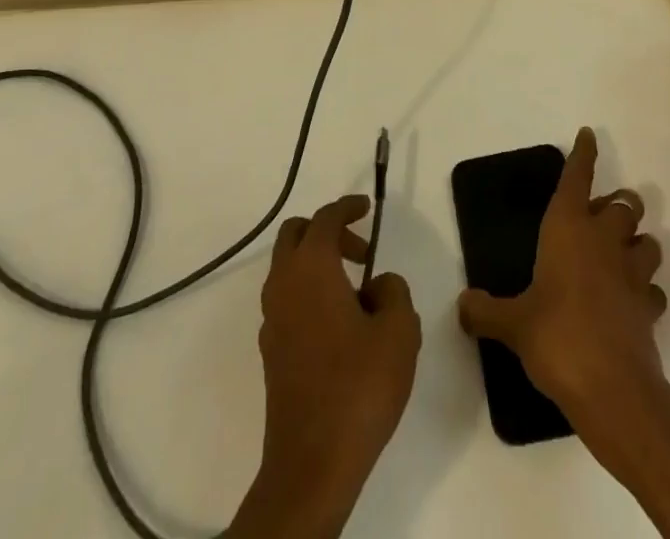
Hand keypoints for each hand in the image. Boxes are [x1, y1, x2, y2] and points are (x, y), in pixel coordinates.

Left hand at [228, 195, 420, 538]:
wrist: (312, 462)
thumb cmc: (358, 386)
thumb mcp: (398, 331)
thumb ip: (393, 292)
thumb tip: (377, 284)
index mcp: (312, 267)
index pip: (326, 218)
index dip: (347, 207)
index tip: (367, 207)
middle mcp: (284, 283)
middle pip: (296, 234)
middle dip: (327, 232)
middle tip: (360, 252)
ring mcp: (272, 317)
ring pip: (288, 267)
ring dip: (318, 263)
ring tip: (357, 292)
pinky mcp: (270, 349)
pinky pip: (287, 298)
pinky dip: (309, 292)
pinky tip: (338, 324)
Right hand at [459, 130, 669, 537]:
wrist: (613, 390)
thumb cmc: (557, 337)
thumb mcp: (512, 324)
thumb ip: (485, 311)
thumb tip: (463, 305)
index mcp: (568, 228)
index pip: (577, 178)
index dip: (584, 154)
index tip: (589, 135)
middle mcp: (603, 241)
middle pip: (625, 204)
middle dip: (618, 203)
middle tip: (602, 215)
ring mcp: (631, 274)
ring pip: (648, 241)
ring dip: (638, 242)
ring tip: (623, 253)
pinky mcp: (649, 309)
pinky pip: (653, 288)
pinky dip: (646, 289)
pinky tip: (633, 301)